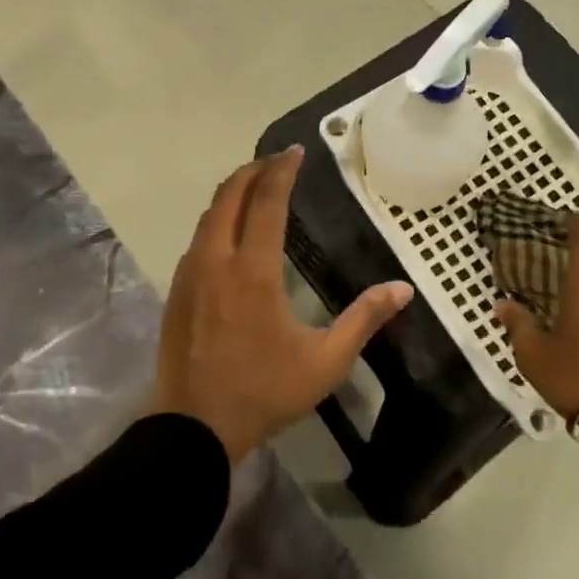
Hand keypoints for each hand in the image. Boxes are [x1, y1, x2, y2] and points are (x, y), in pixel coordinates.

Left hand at [156, 147, 414, 461]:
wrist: (193, 427)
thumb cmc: (264, 392)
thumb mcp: (325, 362)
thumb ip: (364, 320)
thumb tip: (403, 289)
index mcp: (254, 270)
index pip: (267, 202)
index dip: (282, 171)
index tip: (296, 151)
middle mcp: (217, 261)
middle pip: (229, 196)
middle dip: (253, 170)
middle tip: (276, 161)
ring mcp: (190, 275)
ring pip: (208, 216)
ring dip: (231, 193)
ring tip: (254, 188)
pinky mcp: (176, 292)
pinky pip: (197, 240)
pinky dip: (216, 220)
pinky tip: (229, 234)